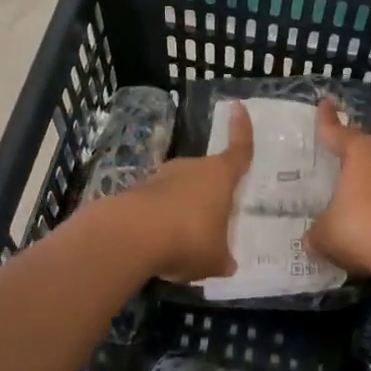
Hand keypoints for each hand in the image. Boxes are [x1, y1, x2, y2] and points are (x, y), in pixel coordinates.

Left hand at [112, 100, 253, 280]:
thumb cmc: (188, 238)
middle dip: (209, 196)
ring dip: (182, 211)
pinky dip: (160, 223)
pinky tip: (159, 248)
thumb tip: (227, 263)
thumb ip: (222, 258)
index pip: (238, 149)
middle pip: (206, 176)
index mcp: (219, 176)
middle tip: (213, 223)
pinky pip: (156, 207)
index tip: (237, 106)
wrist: (129, 235)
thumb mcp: (214, 258)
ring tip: (185, 244)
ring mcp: (160, 177)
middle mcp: (191, 168)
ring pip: (179, 192)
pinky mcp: (135, 192)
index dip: (241, 129)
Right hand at [306, 98, 370, 275]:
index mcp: (359, 153)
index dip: (327, 121)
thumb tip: (312, 237)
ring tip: (352, 198)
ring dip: (369, 185)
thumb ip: (316, 232)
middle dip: (351, 156)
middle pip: (364, 151)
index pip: (337, 132)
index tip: (325, 103)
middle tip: (336, 160)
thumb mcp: (324, 233)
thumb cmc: (361, 228)